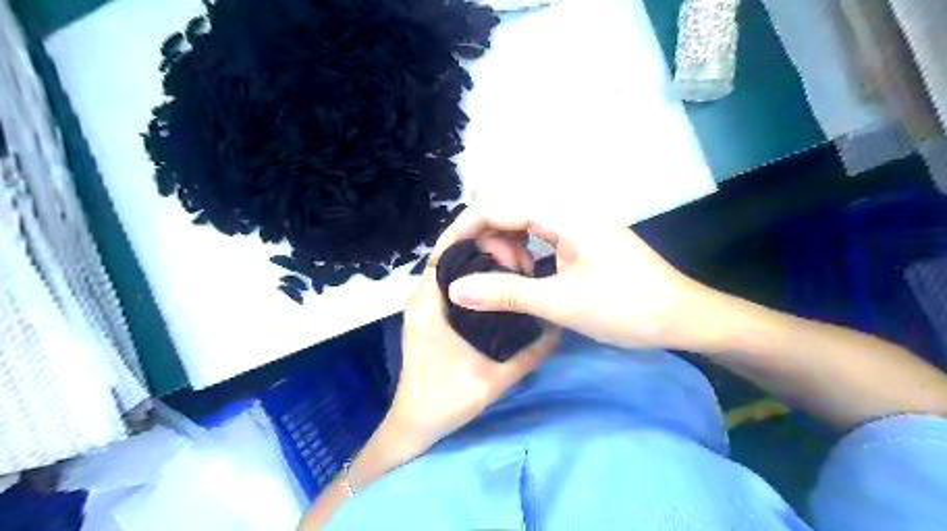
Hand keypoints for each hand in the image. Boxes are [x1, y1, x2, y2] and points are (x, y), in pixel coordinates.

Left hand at [386, 237, 556, 455]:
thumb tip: (560, 327)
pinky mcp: (430, 316)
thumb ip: (530, 354)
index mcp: (430, 303)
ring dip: (480, 262)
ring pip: (453, 269)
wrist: (416, 425)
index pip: (447, 251)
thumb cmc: (446, 399)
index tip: (511, 239)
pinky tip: (502, 287)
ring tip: (516, 267)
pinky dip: (475, 279)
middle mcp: (423, 297)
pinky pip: (453, 286)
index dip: (477, 237)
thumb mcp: (495, 378)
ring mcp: (425, 306)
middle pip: (452, 255)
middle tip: (522, 259)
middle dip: (486, 247)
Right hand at [436, 202, 717, 350]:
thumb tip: (454, 289)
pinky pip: (536, 230)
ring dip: (504, 246)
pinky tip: (526, 274)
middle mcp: (565, 202)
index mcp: (560, 210)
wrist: (681, 315)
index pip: (492, 206)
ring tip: (510, 280)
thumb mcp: (561, 303)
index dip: (461, 231)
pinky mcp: (579, 230)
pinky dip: (522, 249)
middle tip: (485, 279)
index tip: (442, 262)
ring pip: (518, 219)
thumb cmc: (626, 308)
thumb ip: (505, 292)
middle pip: (503, 207)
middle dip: (484, 240)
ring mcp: (574, 215)